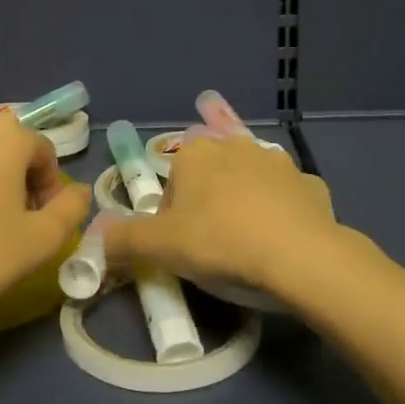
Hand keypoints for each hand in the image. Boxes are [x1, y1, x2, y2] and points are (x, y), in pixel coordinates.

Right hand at [107, 134, 338, 299]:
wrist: (300, 256)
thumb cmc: (220, 243)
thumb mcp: (160, 247)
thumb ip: (122, 240)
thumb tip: (93, 240)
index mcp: (195, 154)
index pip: (170, 183)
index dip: (170, 216)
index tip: (179, 245)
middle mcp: (235, 146)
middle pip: (209, 175)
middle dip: (207, 202)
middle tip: (210, 242)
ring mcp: (278, 162)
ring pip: (249, 179)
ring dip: (244, 200)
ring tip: (246, 238)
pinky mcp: (310, 183)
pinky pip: (287, 197)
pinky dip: (281, 212)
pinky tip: (282, 240)